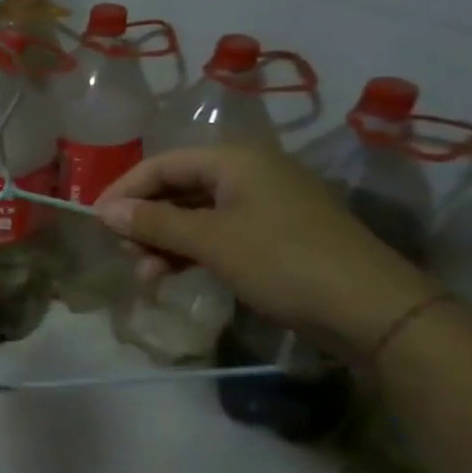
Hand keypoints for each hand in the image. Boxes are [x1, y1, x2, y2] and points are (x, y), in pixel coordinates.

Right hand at [92, 144, 438, 357]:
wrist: (374, 311)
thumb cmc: (283, 261)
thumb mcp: (210, 241)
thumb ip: (153, 222)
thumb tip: (104, 211)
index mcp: (235, 160)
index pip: (162, 164)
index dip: (125, 190)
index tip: (97, 221)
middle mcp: (249, 174)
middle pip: (177, 188)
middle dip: (145, 220)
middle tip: (123, 252)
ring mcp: (266, 206)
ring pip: (195, 215)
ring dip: (164, 241)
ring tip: (145, 274)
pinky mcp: (276, 237)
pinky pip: (218, 234)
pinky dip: (191, 252)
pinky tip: (173, 275)